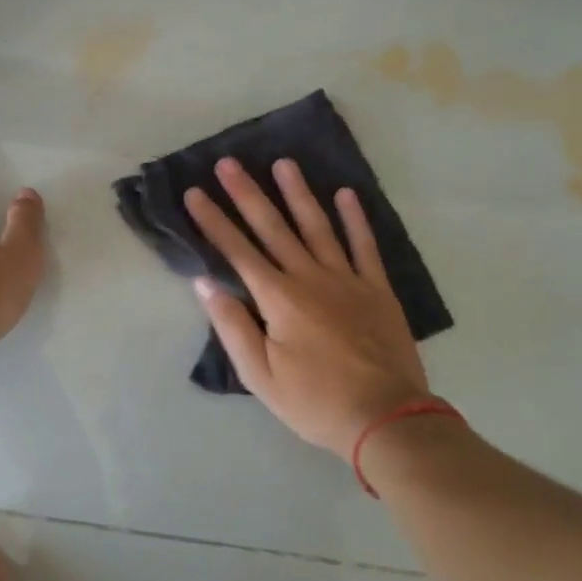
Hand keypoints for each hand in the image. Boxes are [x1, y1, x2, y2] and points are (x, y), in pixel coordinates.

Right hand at [186, 158, 430, 460]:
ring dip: (298, 193)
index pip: (237, 251)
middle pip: (273, 227)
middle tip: (229, 162)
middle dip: (248, 194)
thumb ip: (232, 326)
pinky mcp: (377, 288)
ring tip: (284, 163)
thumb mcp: (260, 375)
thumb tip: (205, 284)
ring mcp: (347, 278)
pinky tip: (346, 194)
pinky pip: (364, 245)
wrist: (386, 418)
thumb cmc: (315, 401)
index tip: (195, 192)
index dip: (214, 220)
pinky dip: (355, 219)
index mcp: (278, 298)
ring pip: (318, 226)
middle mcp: (310, 277)